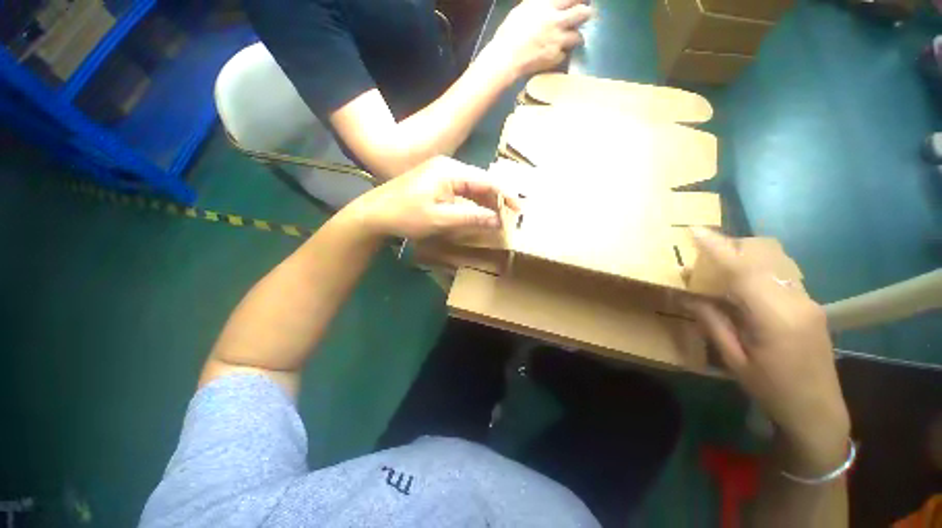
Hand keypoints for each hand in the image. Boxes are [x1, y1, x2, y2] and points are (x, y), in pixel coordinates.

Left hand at [348, 156, 519, 239]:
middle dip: (497, 199)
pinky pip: (461, 190)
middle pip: (481, 181)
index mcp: (450, 170)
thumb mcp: (441, 219)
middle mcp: (448, 166)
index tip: (519, 209)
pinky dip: (472, 202)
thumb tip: (498, 220)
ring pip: (472, 186)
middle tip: (511, 215)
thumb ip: (472, 217)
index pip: (487, 180)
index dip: (505, 195)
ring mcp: (440, 172)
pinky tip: (479, 212)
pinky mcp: (435, 181)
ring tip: (499, 216)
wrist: (373, 213)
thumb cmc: (406, 216)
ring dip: (485, 201)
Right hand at [488, 0, 593, 76]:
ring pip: (578, 37)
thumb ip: (538, 5)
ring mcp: (558, 41)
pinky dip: (562, 54)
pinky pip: (565, 54)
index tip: (580, 2)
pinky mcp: (555, 58)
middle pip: (583, 14)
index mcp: (547, 6)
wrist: (506, 59)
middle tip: (583, 16)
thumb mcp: (522, 10)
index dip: (579, 0)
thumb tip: (548, 4)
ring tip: (569, 39)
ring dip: (575, 37)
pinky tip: (555, 54)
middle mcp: (556, 21)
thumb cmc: (508, 33)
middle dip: (585, 14)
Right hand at [687, 229, 849, 473]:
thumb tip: (688, 295)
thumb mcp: (734, 359)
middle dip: (731, 246)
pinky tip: (742, 288)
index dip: (718, 247)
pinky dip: (756, 269)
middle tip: (703, 260)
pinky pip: (780, 273)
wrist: (818, 411)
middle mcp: (797, 300)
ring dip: (744, 256)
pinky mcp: (810, 303)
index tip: (695, 230)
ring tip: (718, 272)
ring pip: (774, 259)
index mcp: (776, 317)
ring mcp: (808, 299)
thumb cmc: (772, 390)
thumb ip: (712, 322)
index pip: (744, 270)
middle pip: (765, 254)